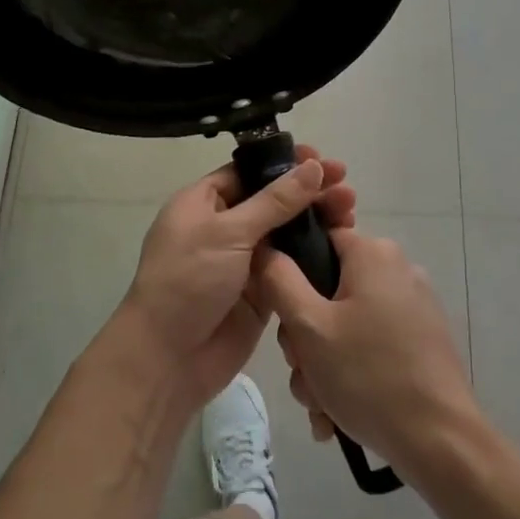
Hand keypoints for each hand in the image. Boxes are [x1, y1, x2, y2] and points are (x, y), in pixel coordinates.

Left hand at [115, 146, 355, 408]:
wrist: (169, 358)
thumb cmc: (188, 281)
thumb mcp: (228, 233)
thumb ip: (275, 201)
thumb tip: (312, 167)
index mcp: (202, 203)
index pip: (249, 172)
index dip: (284, 164)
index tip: (321, 159)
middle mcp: (223, 228)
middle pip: (272, 201)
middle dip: (308, 192)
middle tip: (346, 187)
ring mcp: (243, 261)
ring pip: (286, 233)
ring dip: (316, 221)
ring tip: (350, 211)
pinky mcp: (261, 292)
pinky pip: (292, 266)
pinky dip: (314, 255)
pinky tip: (342, 244)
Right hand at [254, 229, 481, 480]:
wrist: (439, 441)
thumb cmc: (368, 375)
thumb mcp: (308, 326)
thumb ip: (278, 280)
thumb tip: (265, 248)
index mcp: (373, 254)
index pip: (316, 241)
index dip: (289, 275)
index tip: (284, 320)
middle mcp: (398, 270)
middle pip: (327, 290)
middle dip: (305, 339)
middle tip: (303, 372)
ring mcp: (414, 307)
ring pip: (345, 326)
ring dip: (322, 366)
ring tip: (321, 405)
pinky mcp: (422, 341)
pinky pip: (371, 346)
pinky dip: (350, 375)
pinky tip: (338, 415)